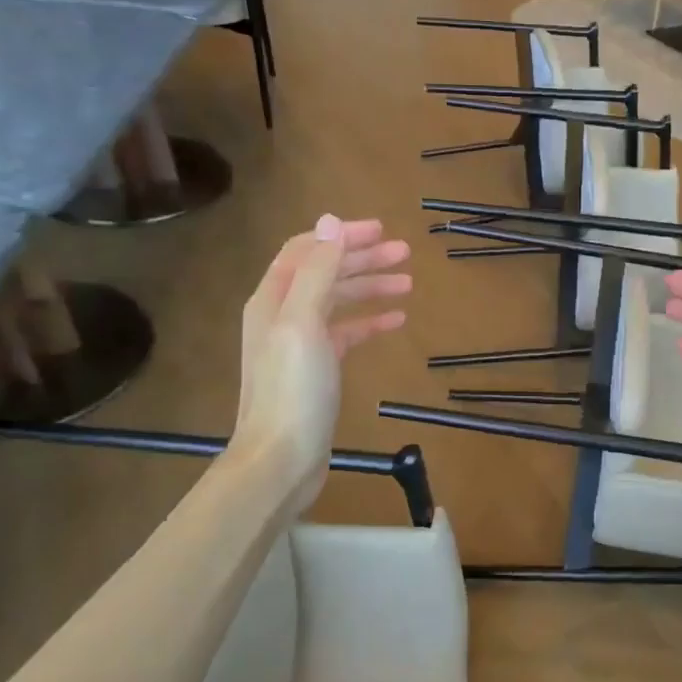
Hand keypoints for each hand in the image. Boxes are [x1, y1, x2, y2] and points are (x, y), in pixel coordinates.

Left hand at [233, 215, 410, 513]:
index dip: (341, 236)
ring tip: (408, 283)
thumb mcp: (303, 322)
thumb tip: (330, 222)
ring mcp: (300, 343)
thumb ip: (317, 272)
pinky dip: (369, 322)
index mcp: (273, 298)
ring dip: (370, 287)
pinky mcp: (317, 369)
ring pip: (338, 301)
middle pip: (325, 273)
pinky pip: (346, 333)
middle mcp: (282, 315)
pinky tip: (396, 320)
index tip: (381, 230)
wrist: (281, 459)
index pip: (307, 250)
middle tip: (405, 253)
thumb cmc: (293, 390)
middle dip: (363, 259)